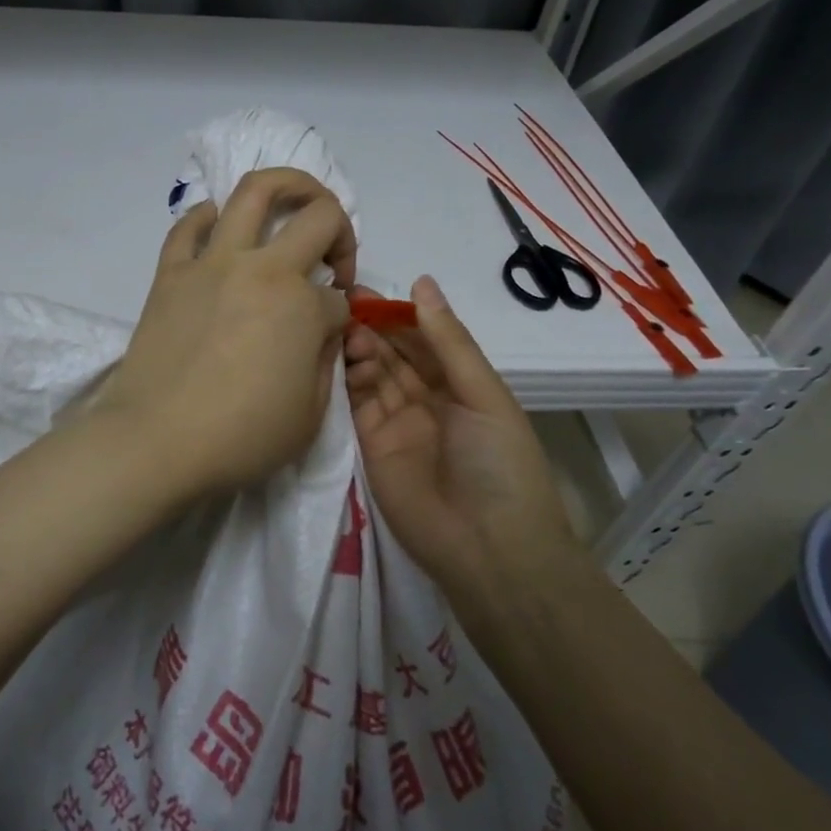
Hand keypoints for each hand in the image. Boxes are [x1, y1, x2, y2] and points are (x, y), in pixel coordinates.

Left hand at [99, 169, 357, 499]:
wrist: (156, 441)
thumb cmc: (240, 437)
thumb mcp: (310, 414)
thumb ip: (326, 361)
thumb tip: (322, 331)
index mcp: (303, 305)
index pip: (338, 296)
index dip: (342, 315)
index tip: (329, 336)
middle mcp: (263, 269)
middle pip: (318, 216)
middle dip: (340, 229)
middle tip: (334, 255)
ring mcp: (212, 264)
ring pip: (253, 192)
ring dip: (286, 184)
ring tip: (294, 199)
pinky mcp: (171, 272)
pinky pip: (189, 225)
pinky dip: (209, 216)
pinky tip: (220, 226)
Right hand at [343, 276, 571, 594]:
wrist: (488, 548)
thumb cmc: (499, 463)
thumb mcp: (483, 394)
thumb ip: (449, 341)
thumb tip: (422, 282)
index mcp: (461, 385)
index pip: (424, 339)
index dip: (398, 315)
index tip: (367, 291)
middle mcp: (426, 400)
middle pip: (394, 355)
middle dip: (372, 328)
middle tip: (341, 304)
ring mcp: (396, 424)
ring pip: (371, 376)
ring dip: (357, 351)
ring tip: (340, 330)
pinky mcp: (370, 448)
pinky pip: (354, 407)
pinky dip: (343, 381)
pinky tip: (331, 357)